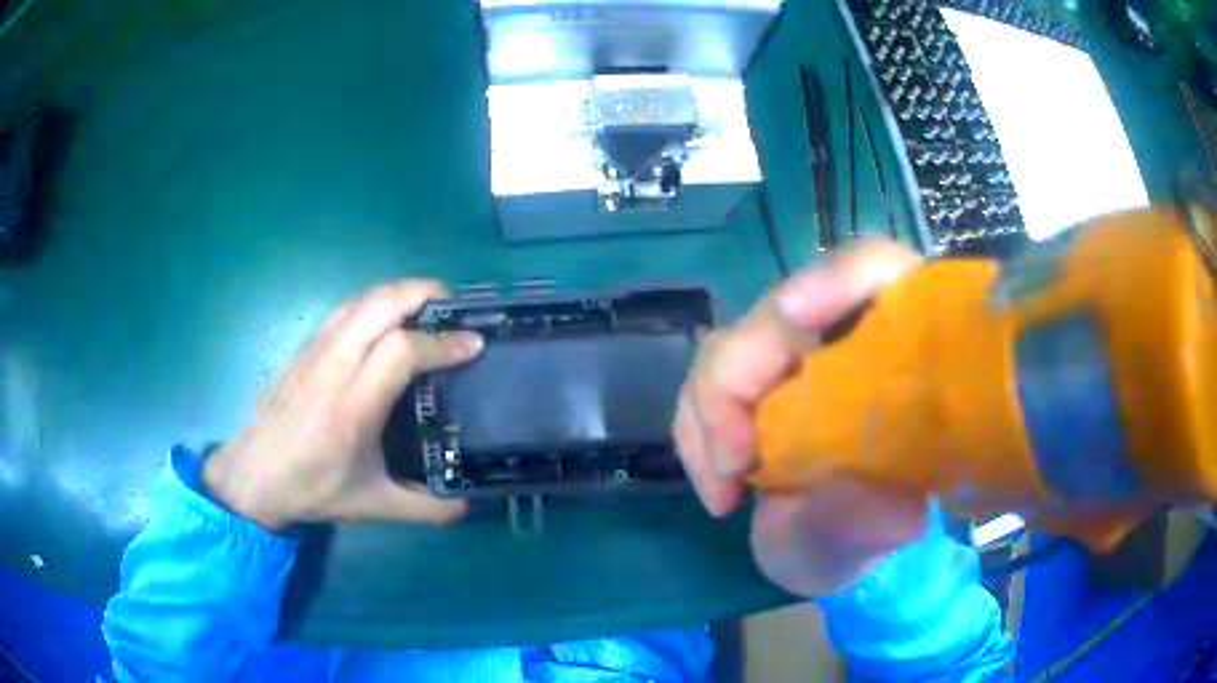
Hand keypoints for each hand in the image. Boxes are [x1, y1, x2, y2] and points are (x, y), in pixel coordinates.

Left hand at [203, 280, 482, 530]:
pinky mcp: (306, 346)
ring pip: (363, 299)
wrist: (254, 473)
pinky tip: (387, 321)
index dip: (442, 342)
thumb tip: (466, 506)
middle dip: (425, 294)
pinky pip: (346, 308)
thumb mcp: (372, 506)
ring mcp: (317, 349)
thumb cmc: (312, 487)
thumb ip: (424, 509)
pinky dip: (376, 302)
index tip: (473, 345)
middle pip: (382, 304)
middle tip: (457, 309)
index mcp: (353, 406)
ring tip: (428, 308)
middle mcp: (334, 365)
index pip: (402, 350)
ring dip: (400, 293)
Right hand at [673, 241, 930, 595]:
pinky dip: (697, 431)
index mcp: (900, 343)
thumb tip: (897, 511)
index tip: (793, 315)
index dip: (836, 279)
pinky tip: (718, 487)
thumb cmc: (865, 529)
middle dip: (739, 379)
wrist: (829, 544)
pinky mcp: (749, 379)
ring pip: (730, 345)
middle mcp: (842, 333)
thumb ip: (881, 521)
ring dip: (709, 413)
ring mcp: (790, 354)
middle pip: (780, 311)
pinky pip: (704, 383)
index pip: (876, 271)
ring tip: (724, 489)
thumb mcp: (874, 535)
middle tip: (735, 465)